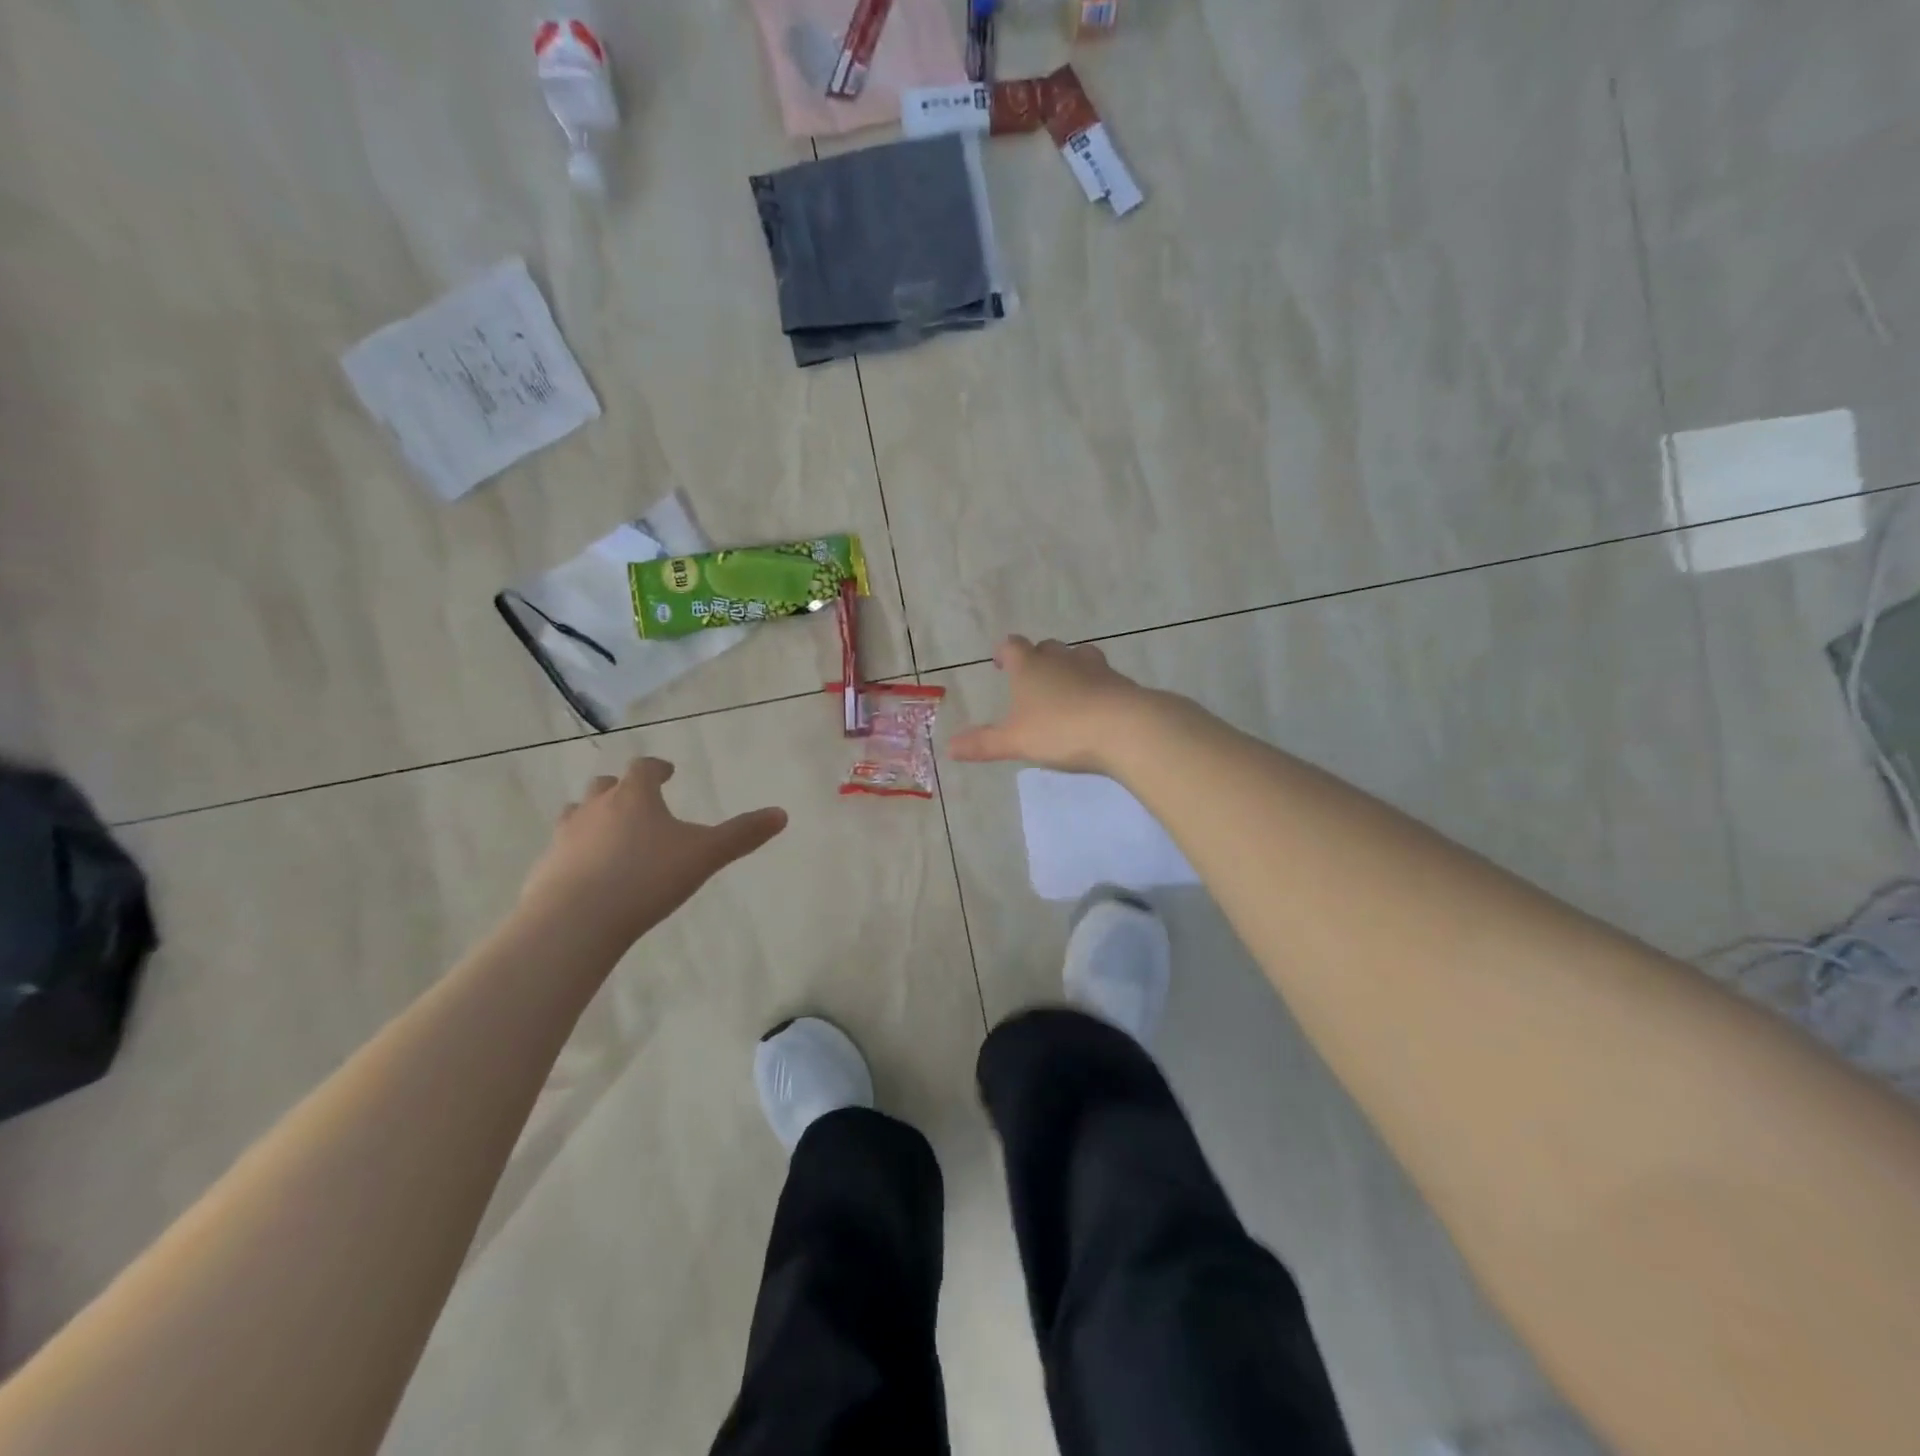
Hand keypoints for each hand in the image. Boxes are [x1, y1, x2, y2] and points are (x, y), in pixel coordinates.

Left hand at [518, 758, 787, 945]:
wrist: (575, 920)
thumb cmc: (646, 878)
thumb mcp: (705, 856)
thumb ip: (742, 835)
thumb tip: (782, 814)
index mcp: (634, 797)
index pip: (644, 769)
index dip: (657, 768)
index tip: (667, 772)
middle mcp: (595, 808)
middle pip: (605, 786)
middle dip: (621, 790)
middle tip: (637, 801)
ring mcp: (564, 838)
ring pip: (576, 814)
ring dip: (593, 817)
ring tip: (609, 834)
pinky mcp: (543, 869)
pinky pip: (560, 852)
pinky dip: (575, 854)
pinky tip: (587, 876)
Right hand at [947, 636, 1150, 773]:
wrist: (1124, 727)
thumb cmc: (1060, 729)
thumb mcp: (1015, 741)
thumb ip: (983, 743)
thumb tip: (948, 747)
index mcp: (1030, 667)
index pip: (1013, 646)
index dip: (1005, 652)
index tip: (1001, 662)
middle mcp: (1062, 659)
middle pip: (1047, 647)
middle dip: (1038, 658)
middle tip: (1032, 678)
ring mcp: (1095, 668)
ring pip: (1079, 656)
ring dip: (1070, 667)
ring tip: (1065, 688)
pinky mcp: (1121, 683)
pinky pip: (1103, 678)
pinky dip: (1096, 686)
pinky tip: (1095, 706)